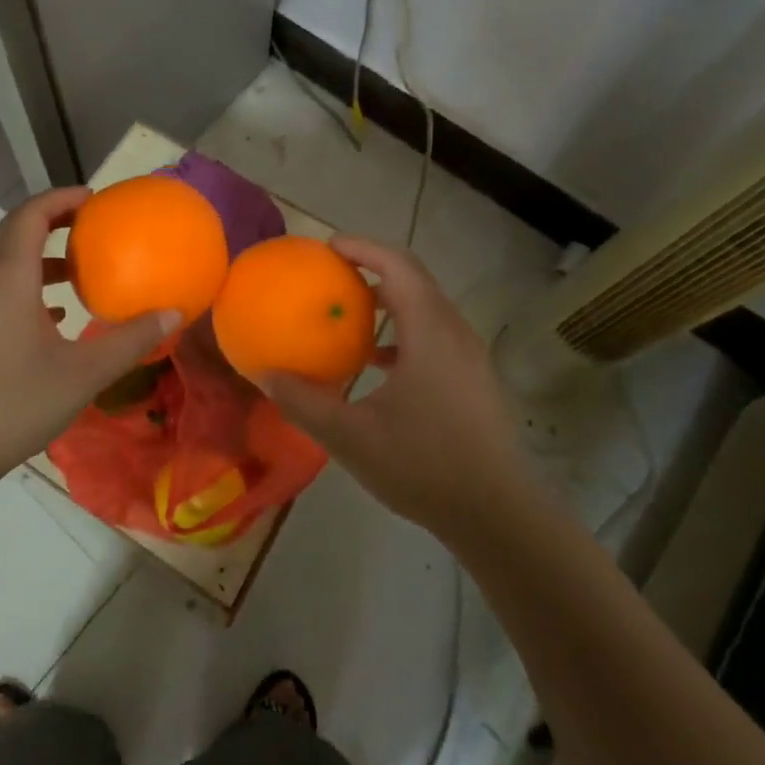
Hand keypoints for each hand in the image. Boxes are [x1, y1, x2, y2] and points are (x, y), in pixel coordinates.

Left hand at [0, 187, 178, 496]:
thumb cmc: (13, 404)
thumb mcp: (83, 374)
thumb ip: (130, 340)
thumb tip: (173, 313)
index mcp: (7, 278)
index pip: (30, 214)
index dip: (61, 198)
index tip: (96, 200)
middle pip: (14, 231)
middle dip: (52, 220)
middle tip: (92, 225)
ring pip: (3, 262)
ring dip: (40, 256)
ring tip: (79, 272)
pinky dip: (26, 286)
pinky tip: (54, 317)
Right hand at [261, 236, 521, 539]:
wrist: (499, 517)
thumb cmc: (424, 467)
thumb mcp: (351, 437)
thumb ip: (304, 402)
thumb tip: (265, 375)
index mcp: (430, 333)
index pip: (398, 266)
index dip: (362, 248)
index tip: (327, 247)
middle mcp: (455, 333)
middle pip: (414, 280)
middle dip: (372, 267)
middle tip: (332, 274)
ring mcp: (470, 357)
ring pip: (426, 307)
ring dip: (389, 300)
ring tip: (350, 313)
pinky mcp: (474, 379)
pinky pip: (435, 334)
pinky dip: (403, 330)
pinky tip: (378, 362)